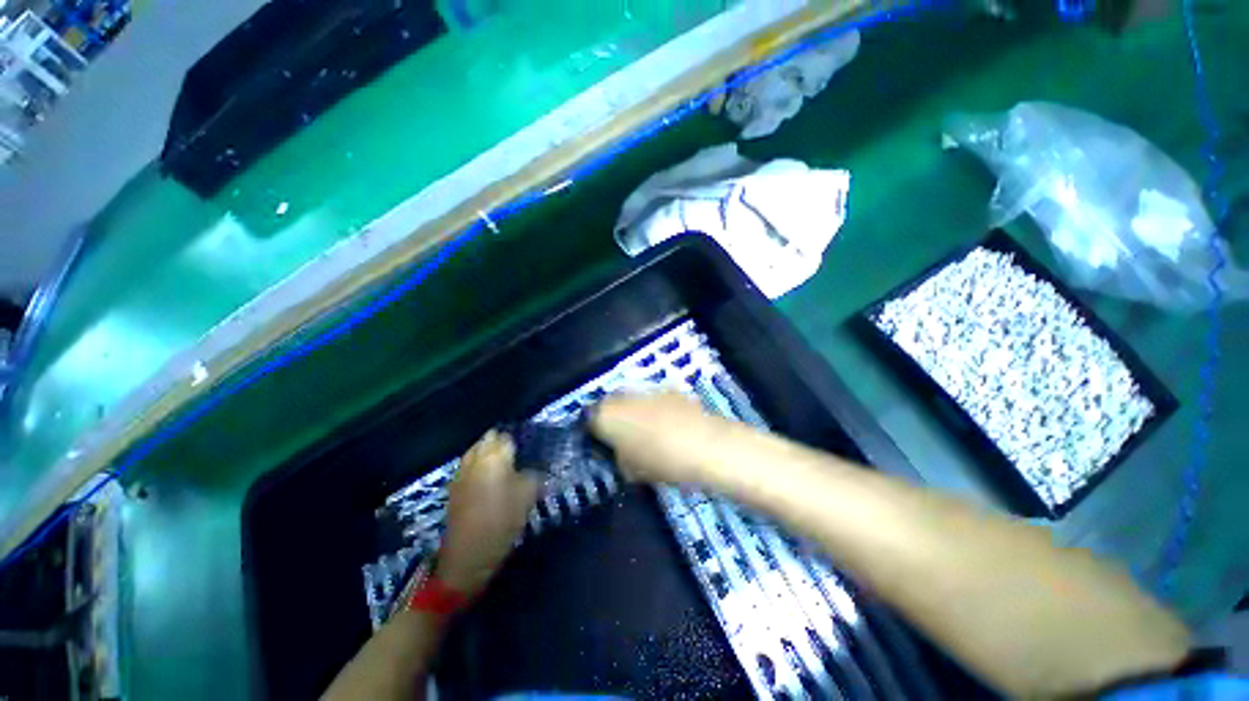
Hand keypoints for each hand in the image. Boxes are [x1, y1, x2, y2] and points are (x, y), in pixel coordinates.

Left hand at [435, 431, 539, 597]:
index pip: (508, 437)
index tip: (529, 446)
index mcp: (495, 457)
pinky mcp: (454, 486)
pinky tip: (489, 477)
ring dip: (488, 452)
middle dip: (501, 442)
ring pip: (476, 450)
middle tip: (518, 453)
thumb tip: (537, 466)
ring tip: (504, 463)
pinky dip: (478, 465)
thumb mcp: (528, 496)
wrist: (468, 553)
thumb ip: (534, 474)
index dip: (519, 440)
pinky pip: (468, 465)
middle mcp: (476, 458)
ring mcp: (462, 472)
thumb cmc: (503, 520)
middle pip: (488, 439)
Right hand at [589, 392, 728, 485]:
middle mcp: (623, 396)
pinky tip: (666, 422)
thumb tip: (619, 451)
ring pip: (631, 398)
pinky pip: (652, 398)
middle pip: (609, 404)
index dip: (593, 431)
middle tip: (621, 437)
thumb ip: (618, 457)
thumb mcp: (631, 470)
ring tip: (646, 429)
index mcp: (607, 415)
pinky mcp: (668, 388)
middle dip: (612, 417)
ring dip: (633, 411)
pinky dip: (653, 407)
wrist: (706, 444)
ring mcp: (647, 389)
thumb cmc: (662, 462)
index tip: (601, 443)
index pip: (589, 418)